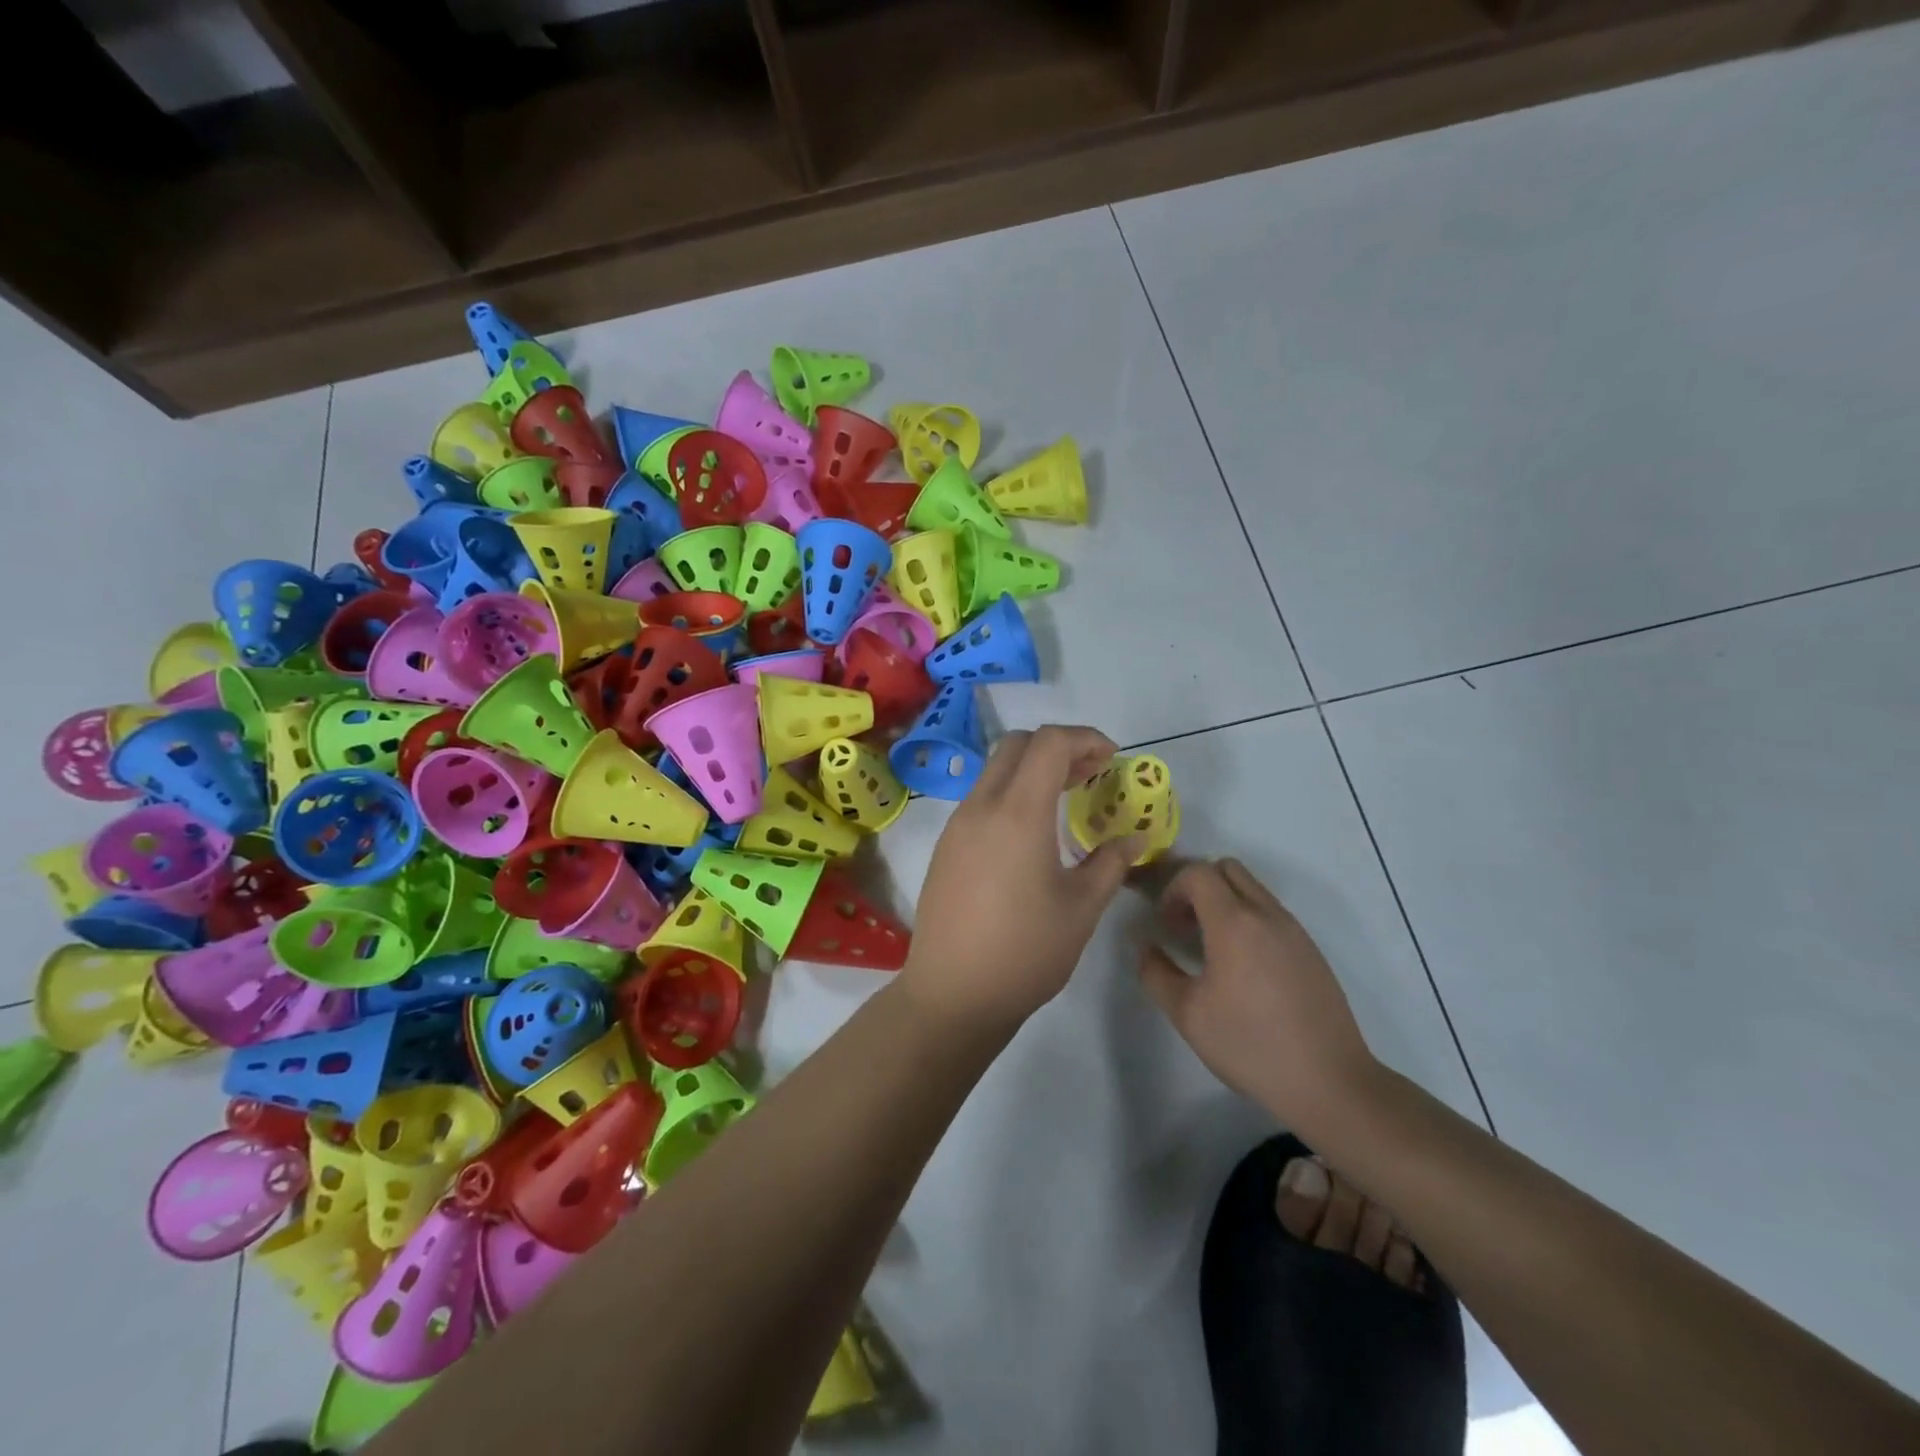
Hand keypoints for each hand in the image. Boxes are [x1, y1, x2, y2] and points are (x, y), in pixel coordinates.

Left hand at [902, 726, 1141, 1029]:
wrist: (952, 994)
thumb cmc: (1025, 951)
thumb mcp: (1081, 908)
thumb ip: (1111, 863)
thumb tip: (1134, 838)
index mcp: (1018, 813)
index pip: (1049, 743)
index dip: (1086, 738)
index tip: (1112, 759)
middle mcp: (981, 806)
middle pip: (1017, 745)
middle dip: (1058, 747)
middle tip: (1091, 775)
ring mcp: (957, 825)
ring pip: (995, 771)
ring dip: (1032, 771)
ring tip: (1066, 800)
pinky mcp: (945, 846)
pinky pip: (981, 799)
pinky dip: (1011, 794)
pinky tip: (1032, 833)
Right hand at [1138, 858, 1380, 1125]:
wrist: (1329, 1081)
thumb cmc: (1250, 1045)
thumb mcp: (1187, 1014)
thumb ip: (1156, 973)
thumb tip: (1148, 949)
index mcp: (1234, 922)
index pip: (1197, 872)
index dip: (1173, 889)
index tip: (1166, 924)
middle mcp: (1266, 914)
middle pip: (1227, 868)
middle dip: (1199, 886)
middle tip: (1187, 926)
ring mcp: (1294, 930)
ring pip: (1252, 888)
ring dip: (1225, 902)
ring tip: (1213, 948)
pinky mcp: (1311, 949)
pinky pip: (1272, 912)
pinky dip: (1249, 920)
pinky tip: (1245, 968)